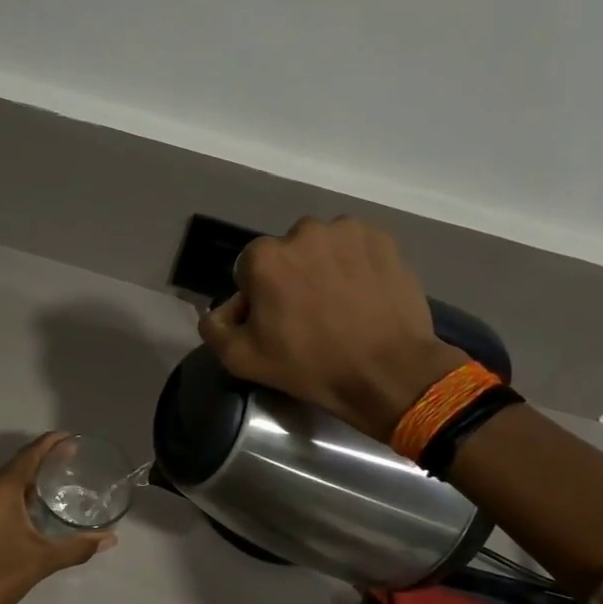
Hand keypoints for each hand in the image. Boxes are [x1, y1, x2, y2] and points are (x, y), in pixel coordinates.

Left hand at [0, 433, 117, 603]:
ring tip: (56, 479)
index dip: (50, 443)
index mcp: (0, 490)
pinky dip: (16, 491)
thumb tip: (110, 539)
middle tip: (70, 458)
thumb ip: (78, 547)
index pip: (29, 455)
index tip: (71, 437)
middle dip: (42, 458)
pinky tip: (33, 505)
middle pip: (16, 464)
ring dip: (28, 476)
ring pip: (4, 480)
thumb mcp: (43, 560)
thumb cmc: (0, 576)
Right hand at [198, 217, 467, 441]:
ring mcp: (346, 232)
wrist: (387, 371)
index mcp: (264, 257)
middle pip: (286, 254)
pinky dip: (354, 264)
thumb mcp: (242, 360)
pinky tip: (362, 294)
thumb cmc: (310, 366)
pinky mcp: (381, 239)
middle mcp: (302, 232)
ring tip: (338, 304)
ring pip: (321, 247)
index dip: (258, 297)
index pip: (248, 271)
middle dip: (291, 277)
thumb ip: (214, 328)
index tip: (275, 322)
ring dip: (323, 267)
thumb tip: (221, 310)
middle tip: (308, 315)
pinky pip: (355, 247)